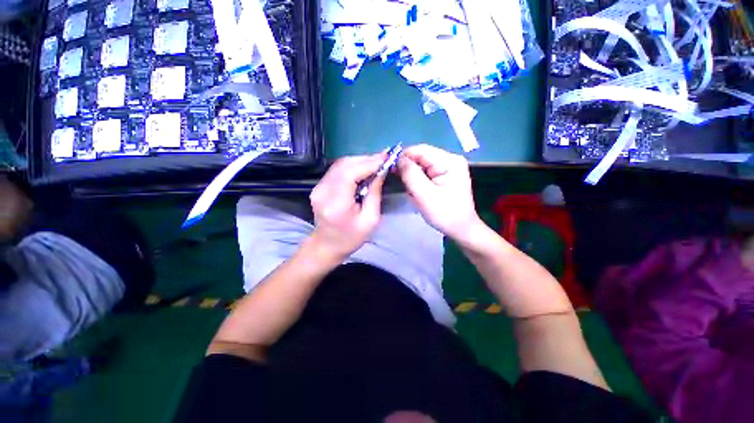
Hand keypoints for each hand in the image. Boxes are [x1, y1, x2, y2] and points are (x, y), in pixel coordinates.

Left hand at [309, 154, 385, 260]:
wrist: (327, 245)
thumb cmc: (351, 237)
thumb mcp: (371, 219)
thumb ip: (375, 193)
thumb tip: (381, 170)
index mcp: (336, 204)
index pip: (351, 173)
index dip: (369, 162)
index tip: (386, 157)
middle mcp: (323, 191)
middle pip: (344, 165)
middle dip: (366, 159)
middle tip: (383, 159)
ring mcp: (318, 188)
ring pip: (340, 164)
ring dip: (360, 161)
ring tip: (376, 164)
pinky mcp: (318, 186)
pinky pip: (337, 170)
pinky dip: (352, 166)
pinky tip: (363, 170)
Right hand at [397, 144, 480, 240]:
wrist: (461, 229)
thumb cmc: (445, 214)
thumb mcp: (425, 195)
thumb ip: (410, 174)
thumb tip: (397, 159)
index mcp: (449, 161)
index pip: (420, 150)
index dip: (402, 157)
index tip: (389, 168)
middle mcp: (449, 159)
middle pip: (421, 156)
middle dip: (406, 167)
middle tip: (394, 179)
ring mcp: (447, 167)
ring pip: (421, 164)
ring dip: (410, 175)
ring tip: (405, 187)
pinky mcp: (444, 175)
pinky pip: (425, 172)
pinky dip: (416, 179)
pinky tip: (413, 188)